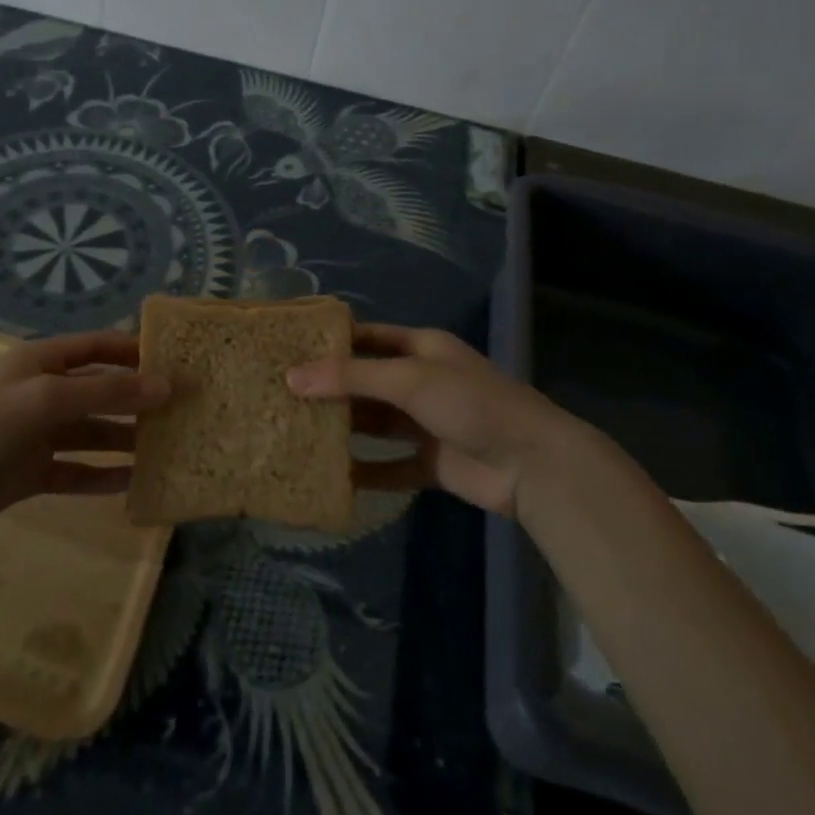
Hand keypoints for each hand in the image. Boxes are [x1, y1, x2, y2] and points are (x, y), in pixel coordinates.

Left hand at [0, 330, 168, 543]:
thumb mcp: (48, 400)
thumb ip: (107, 393)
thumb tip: (166, 385)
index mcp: (45, 361)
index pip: (100, 346)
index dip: (136, 350)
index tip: (178, 361)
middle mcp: (46, 392)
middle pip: (102, 391)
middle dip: (139, 399)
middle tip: (183, 410)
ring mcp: (39, 434)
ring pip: (94, 432)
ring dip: (126, 439)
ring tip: (168, 448)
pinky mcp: (33, 472)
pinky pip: (77, 470)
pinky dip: (102, 475)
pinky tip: (133, 483)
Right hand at [288, 324, 570, 517]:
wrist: (532, 463)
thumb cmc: (469, 403)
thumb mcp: (409, 379)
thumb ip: (351, 377)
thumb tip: (292, 378)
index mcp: (421, 349)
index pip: (368, 337)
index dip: (332, 341)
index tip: (290, 349)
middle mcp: (422, 381)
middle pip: (367, 381)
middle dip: (331, 388)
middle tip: (282, 395)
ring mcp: (427, 424)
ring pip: (376, 424)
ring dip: (345, 428)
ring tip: (296, 432)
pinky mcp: (432, 463)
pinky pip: (391, 466)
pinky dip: (366, 472)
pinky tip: (333, 477)